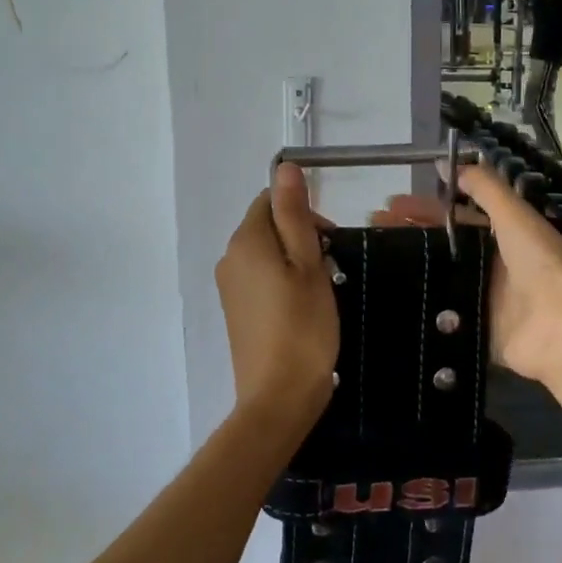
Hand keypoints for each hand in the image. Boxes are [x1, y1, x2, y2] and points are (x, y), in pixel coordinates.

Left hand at [215, 163, 339, 433]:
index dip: (304, 213)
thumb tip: (284, 166)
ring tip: (321, 290)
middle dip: (301, 236)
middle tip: (331, 267)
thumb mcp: (308, 264)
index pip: (270, 201)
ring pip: (266, 254)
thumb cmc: (302, 326)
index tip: (331, 242)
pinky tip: (303, 307)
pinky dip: (283, 282)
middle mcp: (229, 258)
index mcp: (246, 241)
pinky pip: (260, 279)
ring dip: (295, 260)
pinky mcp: (236, 311)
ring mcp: (230, 287)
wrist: (279, 396)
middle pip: (267, 226)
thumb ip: (294, 214)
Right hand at [372, 161, 561, 387]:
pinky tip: (391, 300)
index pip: (457, 217)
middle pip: (445, 248)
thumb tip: (444, 162)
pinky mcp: (479, 332)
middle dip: (411, 237)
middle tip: (372, 231)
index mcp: (506, 236)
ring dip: (411, 270)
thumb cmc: (541, 264)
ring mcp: (486, 300)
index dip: (425, 210)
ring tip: (371, 263)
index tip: (389, 206)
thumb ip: (484, 187)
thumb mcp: (514, 215)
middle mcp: (495, 265)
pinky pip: (446, 318)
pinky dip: (423, 308)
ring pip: (442, 280)